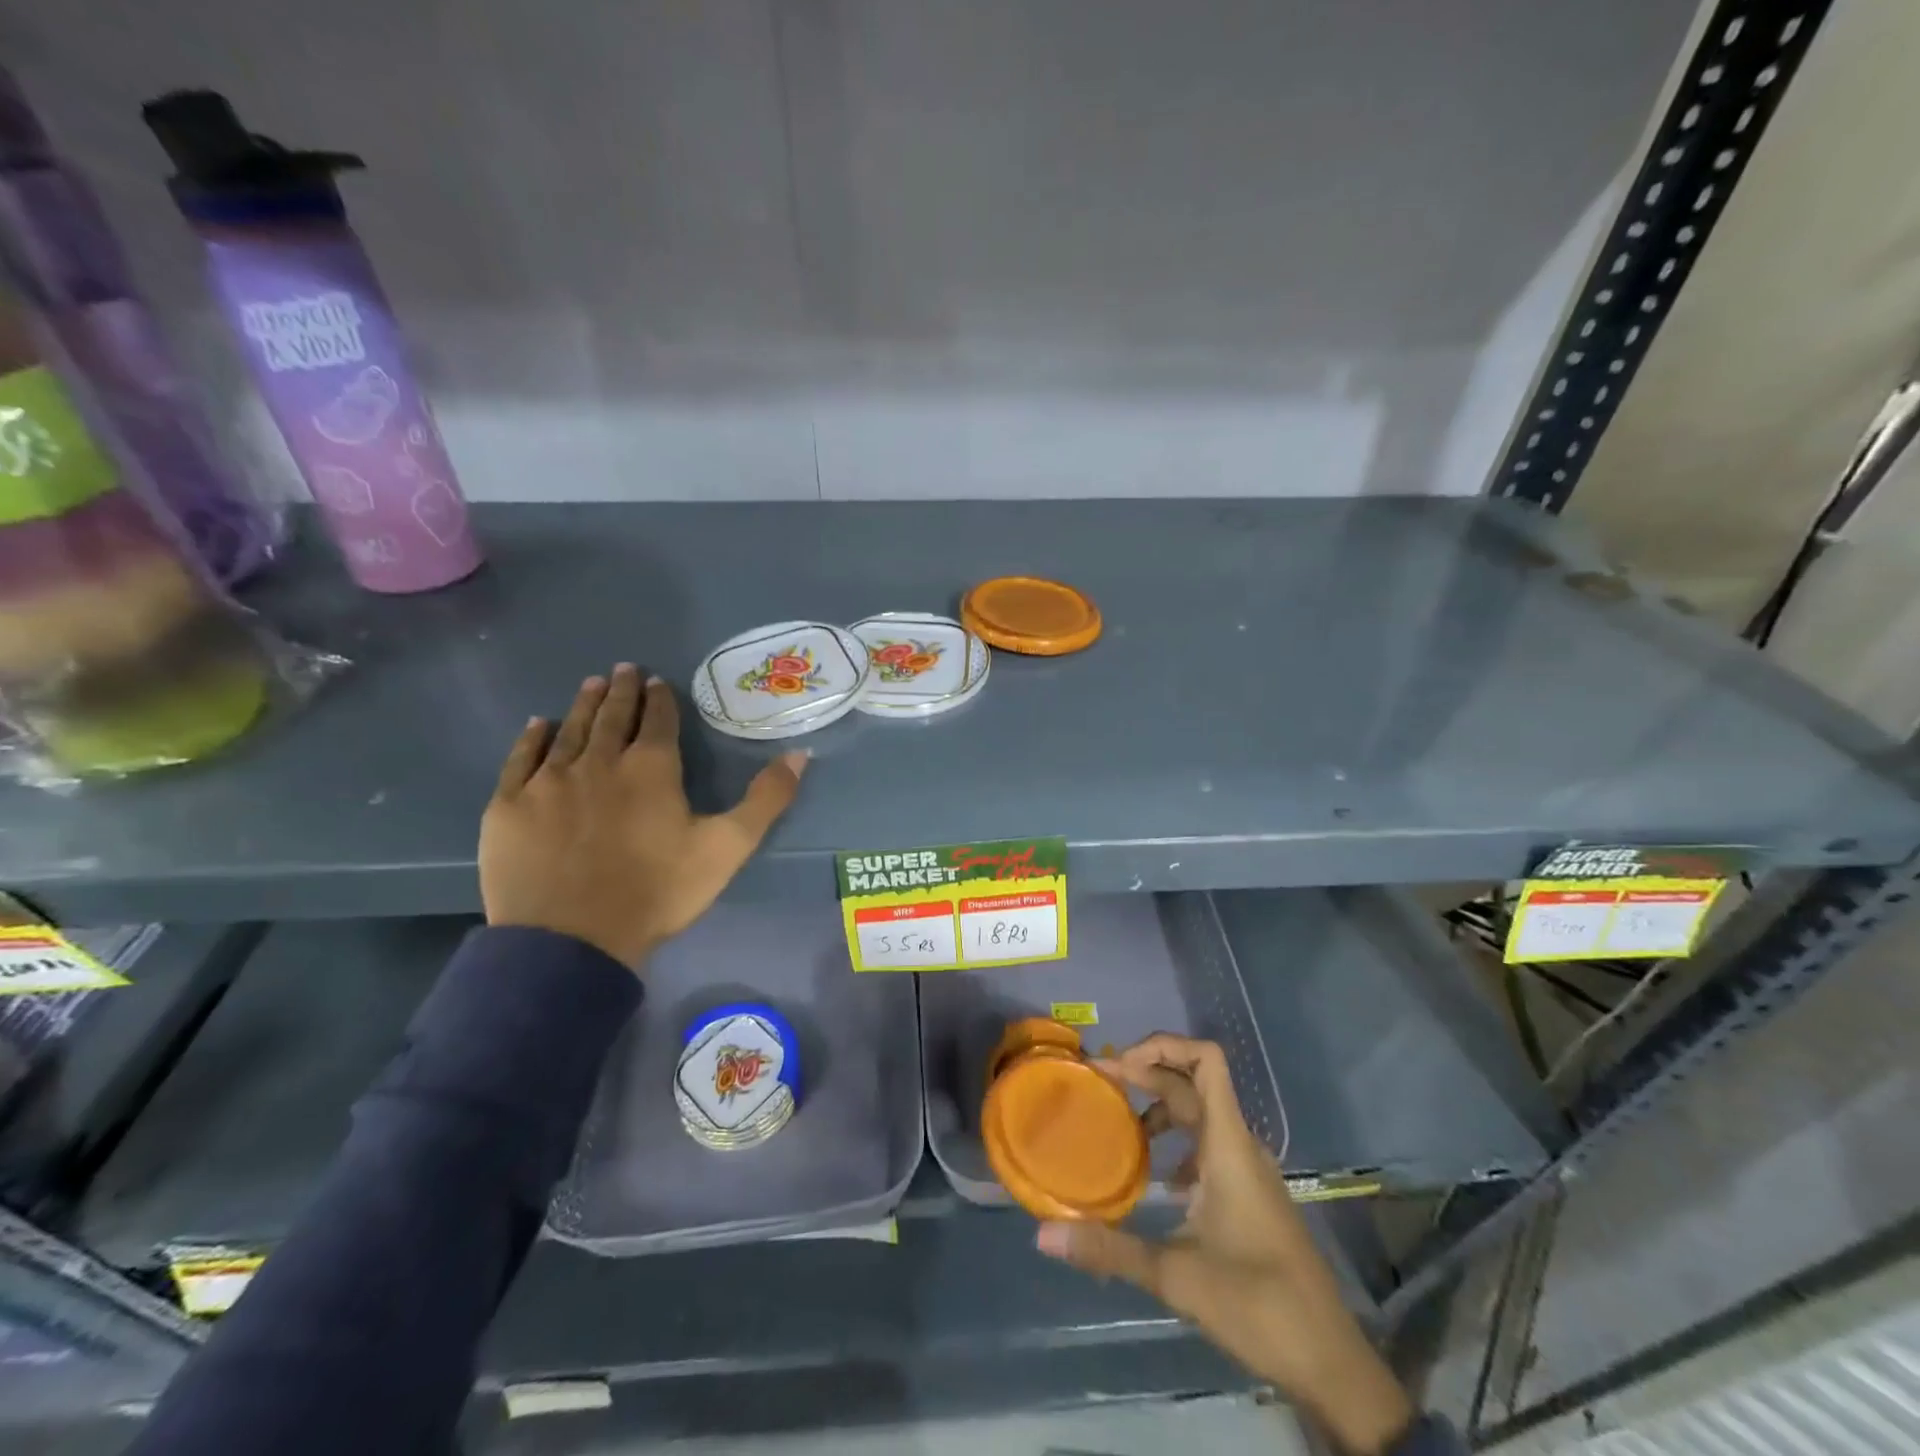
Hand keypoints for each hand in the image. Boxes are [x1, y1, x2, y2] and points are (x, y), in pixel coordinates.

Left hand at [479, 663, 806, 968]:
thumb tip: (800, 753)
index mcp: (651, 768)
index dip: (660, 699)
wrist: (571, 941)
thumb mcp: (728, 847)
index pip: (657, 721)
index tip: (658, 681)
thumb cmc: (657, 892)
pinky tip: (538, 725)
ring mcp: (549, 781)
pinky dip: (532, 738)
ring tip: (592, 684)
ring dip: (584, 704)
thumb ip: (765, 799)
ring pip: (570, 730)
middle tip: (624, 668)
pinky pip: (521, 759)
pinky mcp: (509, 805)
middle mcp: (599, 761)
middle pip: (612, 716)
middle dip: (622, 690)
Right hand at [1035, 1034, 1414, 1455]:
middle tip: (1098, 1084)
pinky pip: (1207, 1144)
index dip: (1162, 1046)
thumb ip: (1109, 1249)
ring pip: (1200, 1113)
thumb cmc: (1259, 1306)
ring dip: (1159, 1105)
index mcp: (1228, 1145)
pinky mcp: (1249, 1193)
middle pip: (1192, 1082)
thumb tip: (1043, 1235)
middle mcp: (1239, 1145)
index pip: (1206, 1060)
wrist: (1330, 1362)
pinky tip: (1155, 1178)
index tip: (1118, 1066)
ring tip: (1118, 1123)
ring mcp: (1247, 1169)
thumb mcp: (1176, 1277)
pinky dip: (1176, 1142)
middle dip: (1145, 1073)